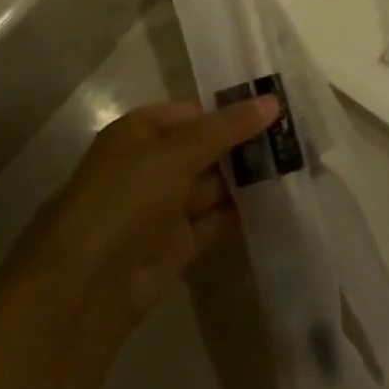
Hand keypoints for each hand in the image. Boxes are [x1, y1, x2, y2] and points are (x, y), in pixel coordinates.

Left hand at [34, 97, 278, 326]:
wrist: (86, 287)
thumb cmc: (125, 199)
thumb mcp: (176, 153)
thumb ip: (226, 128)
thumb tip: (273, 101)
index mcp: (140, 133)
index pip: (193, 113)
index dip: (232, 110)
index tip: (278, 108)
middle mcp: (151, 165)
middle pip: (206, 148)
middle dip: (247, 144)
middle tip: (300, 135)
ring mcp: (163, 207)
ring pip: (214, 185)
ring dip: (249, 177)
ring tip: (302, 163)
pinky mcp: (177, 245)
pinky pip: (216, 219)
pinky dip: (244, 211)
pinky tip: (281, 200)